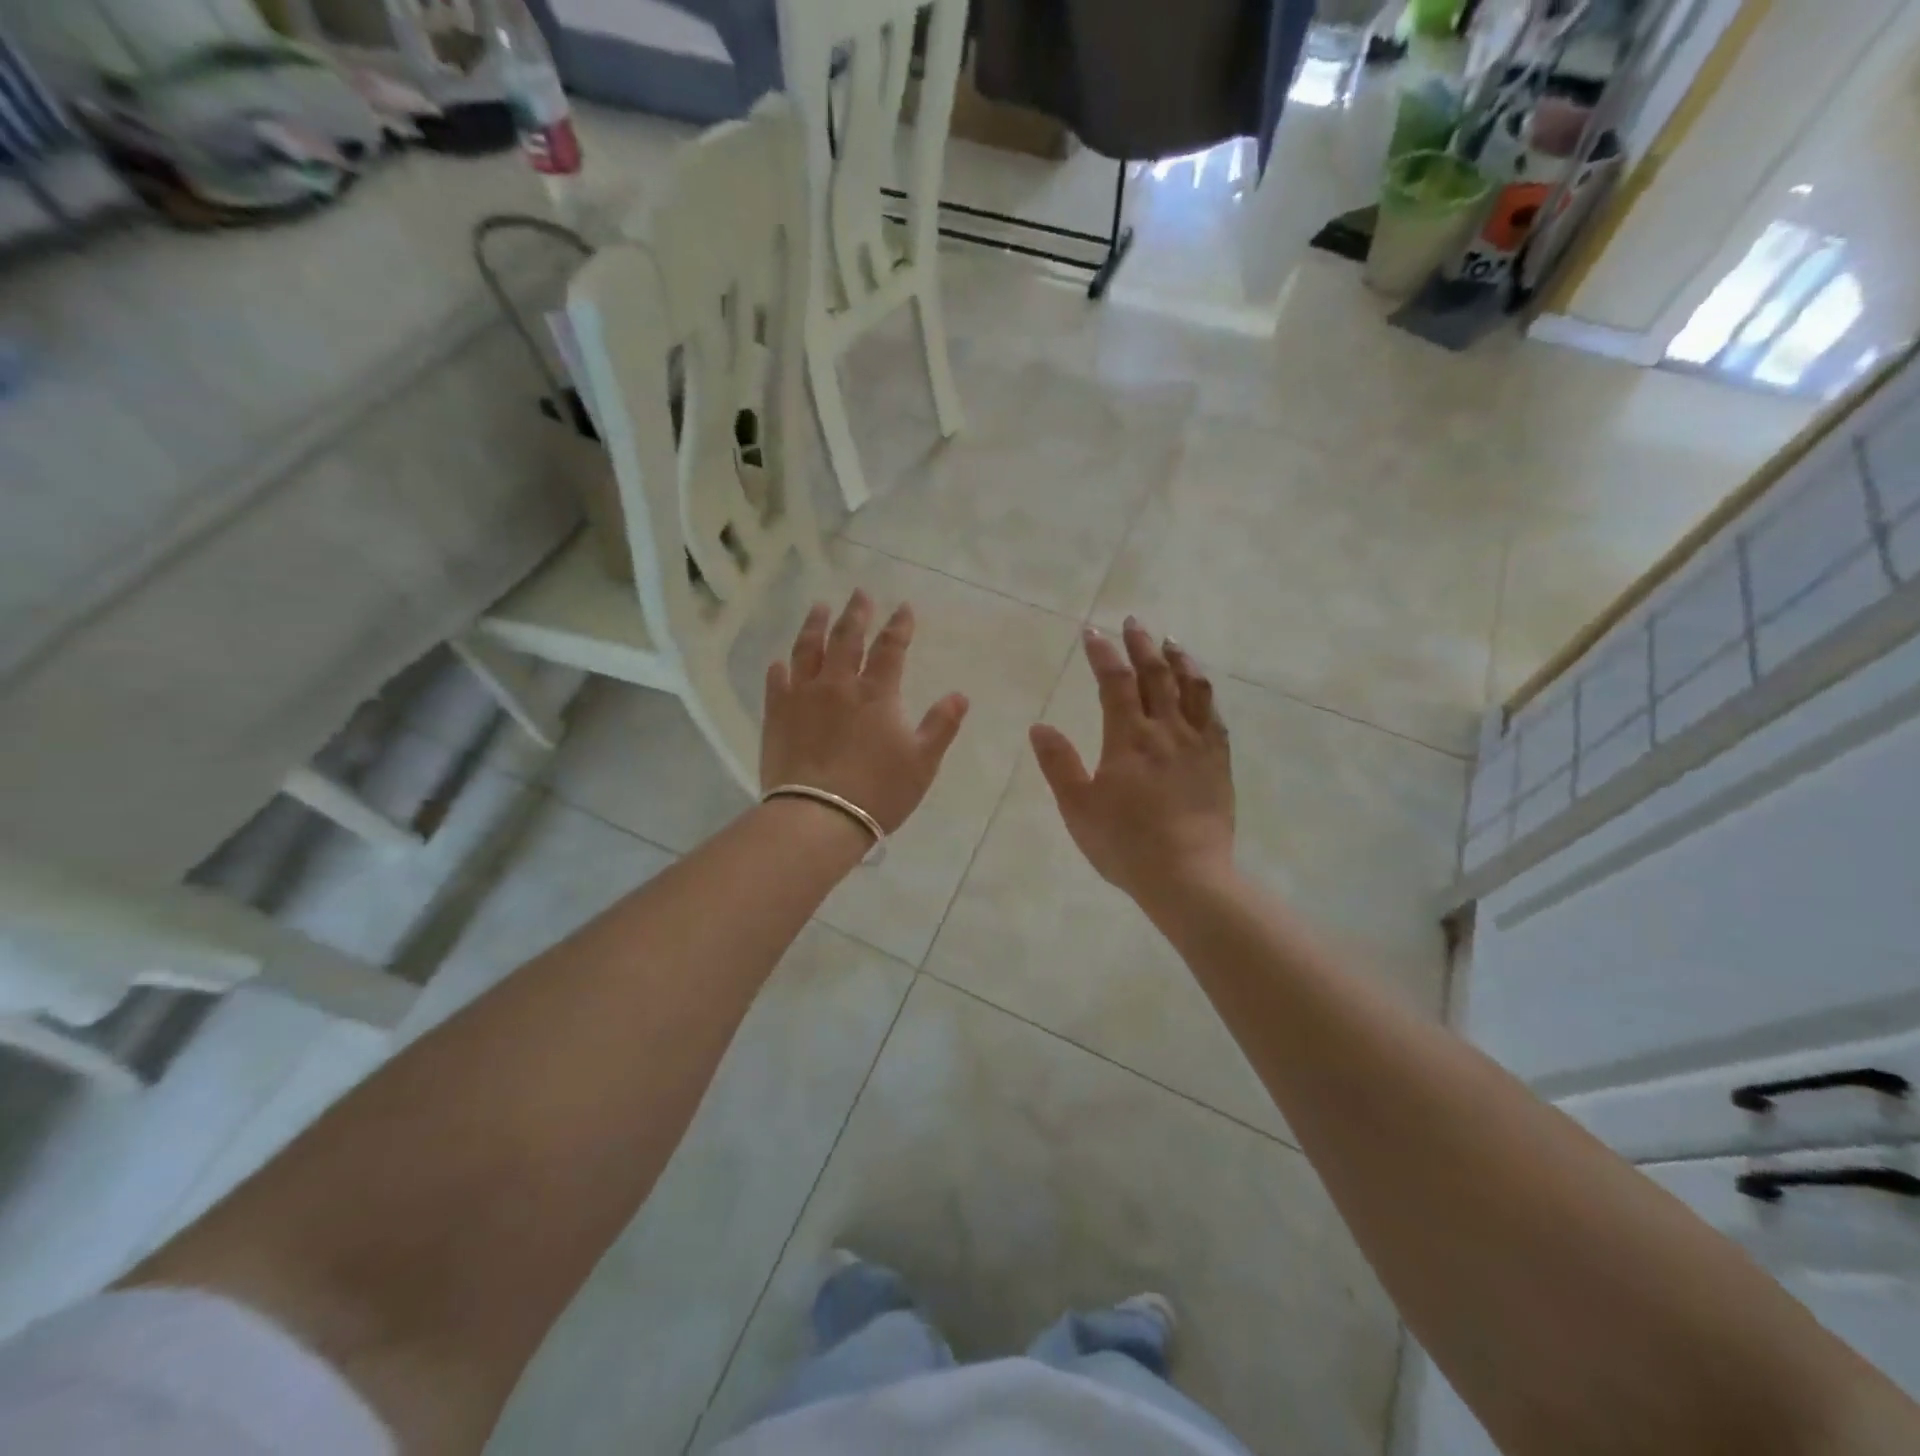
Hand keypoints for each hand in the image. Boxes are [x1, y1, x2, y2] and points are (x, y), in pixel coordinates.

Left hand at [762, 591, 970, 834]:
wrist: (819, 817)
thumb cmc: (878, 791)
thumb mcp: (922, 762)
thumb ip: (941, 725)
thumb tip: (960, 695)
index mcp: (877, 693)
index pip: (890, 647)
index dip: (899, 625)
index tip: (904, 607)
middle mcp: (838, 684)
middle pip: (847, 638)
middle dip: (856, 612)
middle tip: (859, 593)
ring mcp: (803, 696)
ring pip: (808, 649)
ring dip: (815, 624)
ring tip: (819, 607)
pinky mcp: (777, 714)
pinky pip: (778, 681)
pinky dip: (781, 667)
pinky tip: (781, 661)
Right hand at [1029, 619, 1234, 908]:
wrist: (1187, 876)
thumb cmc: (1125, 844)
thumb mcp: (1078, 808)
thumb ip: (1058, 764)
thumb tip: (1040, 727)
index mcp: (1128, 738)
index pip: (1114, 682)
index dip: (1103, 653)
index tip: (1092, 632)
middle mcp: (1166, 731)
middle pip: (1156, 675)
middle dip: (1142, 644)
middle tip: (1132, 622)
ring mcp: (1198, 745)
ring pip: (1192, 688)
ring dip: (1179, 660)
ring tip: (1171, 642)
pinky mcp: (1219, 762)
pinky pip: (1214, 716)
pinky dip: (1204, 693)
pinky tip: (1200, 689)